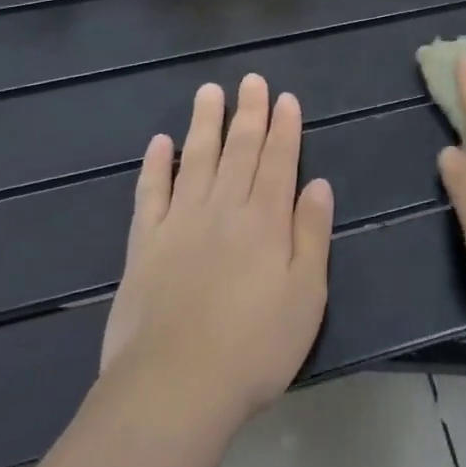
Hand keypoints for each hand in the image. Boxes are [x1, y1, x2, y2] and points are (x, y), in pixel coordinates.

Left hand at [101, 75, 333, 423]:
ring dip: (204, 123)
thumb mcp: (306, 296)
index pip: (279, 161)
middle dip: (248, 113)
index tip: (285, 98)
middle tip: (251, 80)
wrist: (174, 386)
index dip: (284, 127)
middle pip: (239, 150)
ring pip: (196, 159)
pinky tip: (159, 142)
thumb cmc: (255, 347)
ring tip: (209, 92)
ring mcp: (180, 222)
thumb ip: (311, 235)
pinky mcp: (145, 243)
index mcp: (266, 220)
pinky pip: (151, 192)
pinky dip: (156, 165)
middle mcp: (224, 209)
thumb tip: (319, 185)